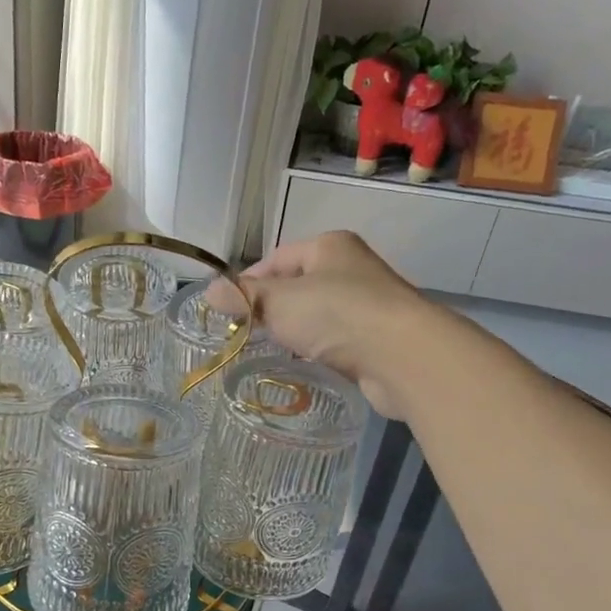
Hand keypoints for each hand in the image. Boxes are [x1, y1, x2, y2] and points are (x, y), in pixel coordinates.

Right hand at [226, 231, 440, 417]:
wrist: (402, 355)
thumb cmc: (337, 314)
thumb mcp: (280, 301)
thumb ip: (245, 297)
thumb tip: (208, 291)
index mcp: (329, 247)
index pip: (277, 259)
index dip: (249, 282)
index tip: (227, 310)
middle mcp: (350, 269)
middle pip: (297, 286)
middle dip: (271, 309)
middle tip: (244, 333)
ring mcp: (366, 304)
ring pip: (316, 315)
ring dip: (293, 332)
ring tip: (268, 351)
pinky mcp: (374, 339)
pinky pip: (334, 340)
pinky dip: (316, 350)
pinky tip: (303, 364)